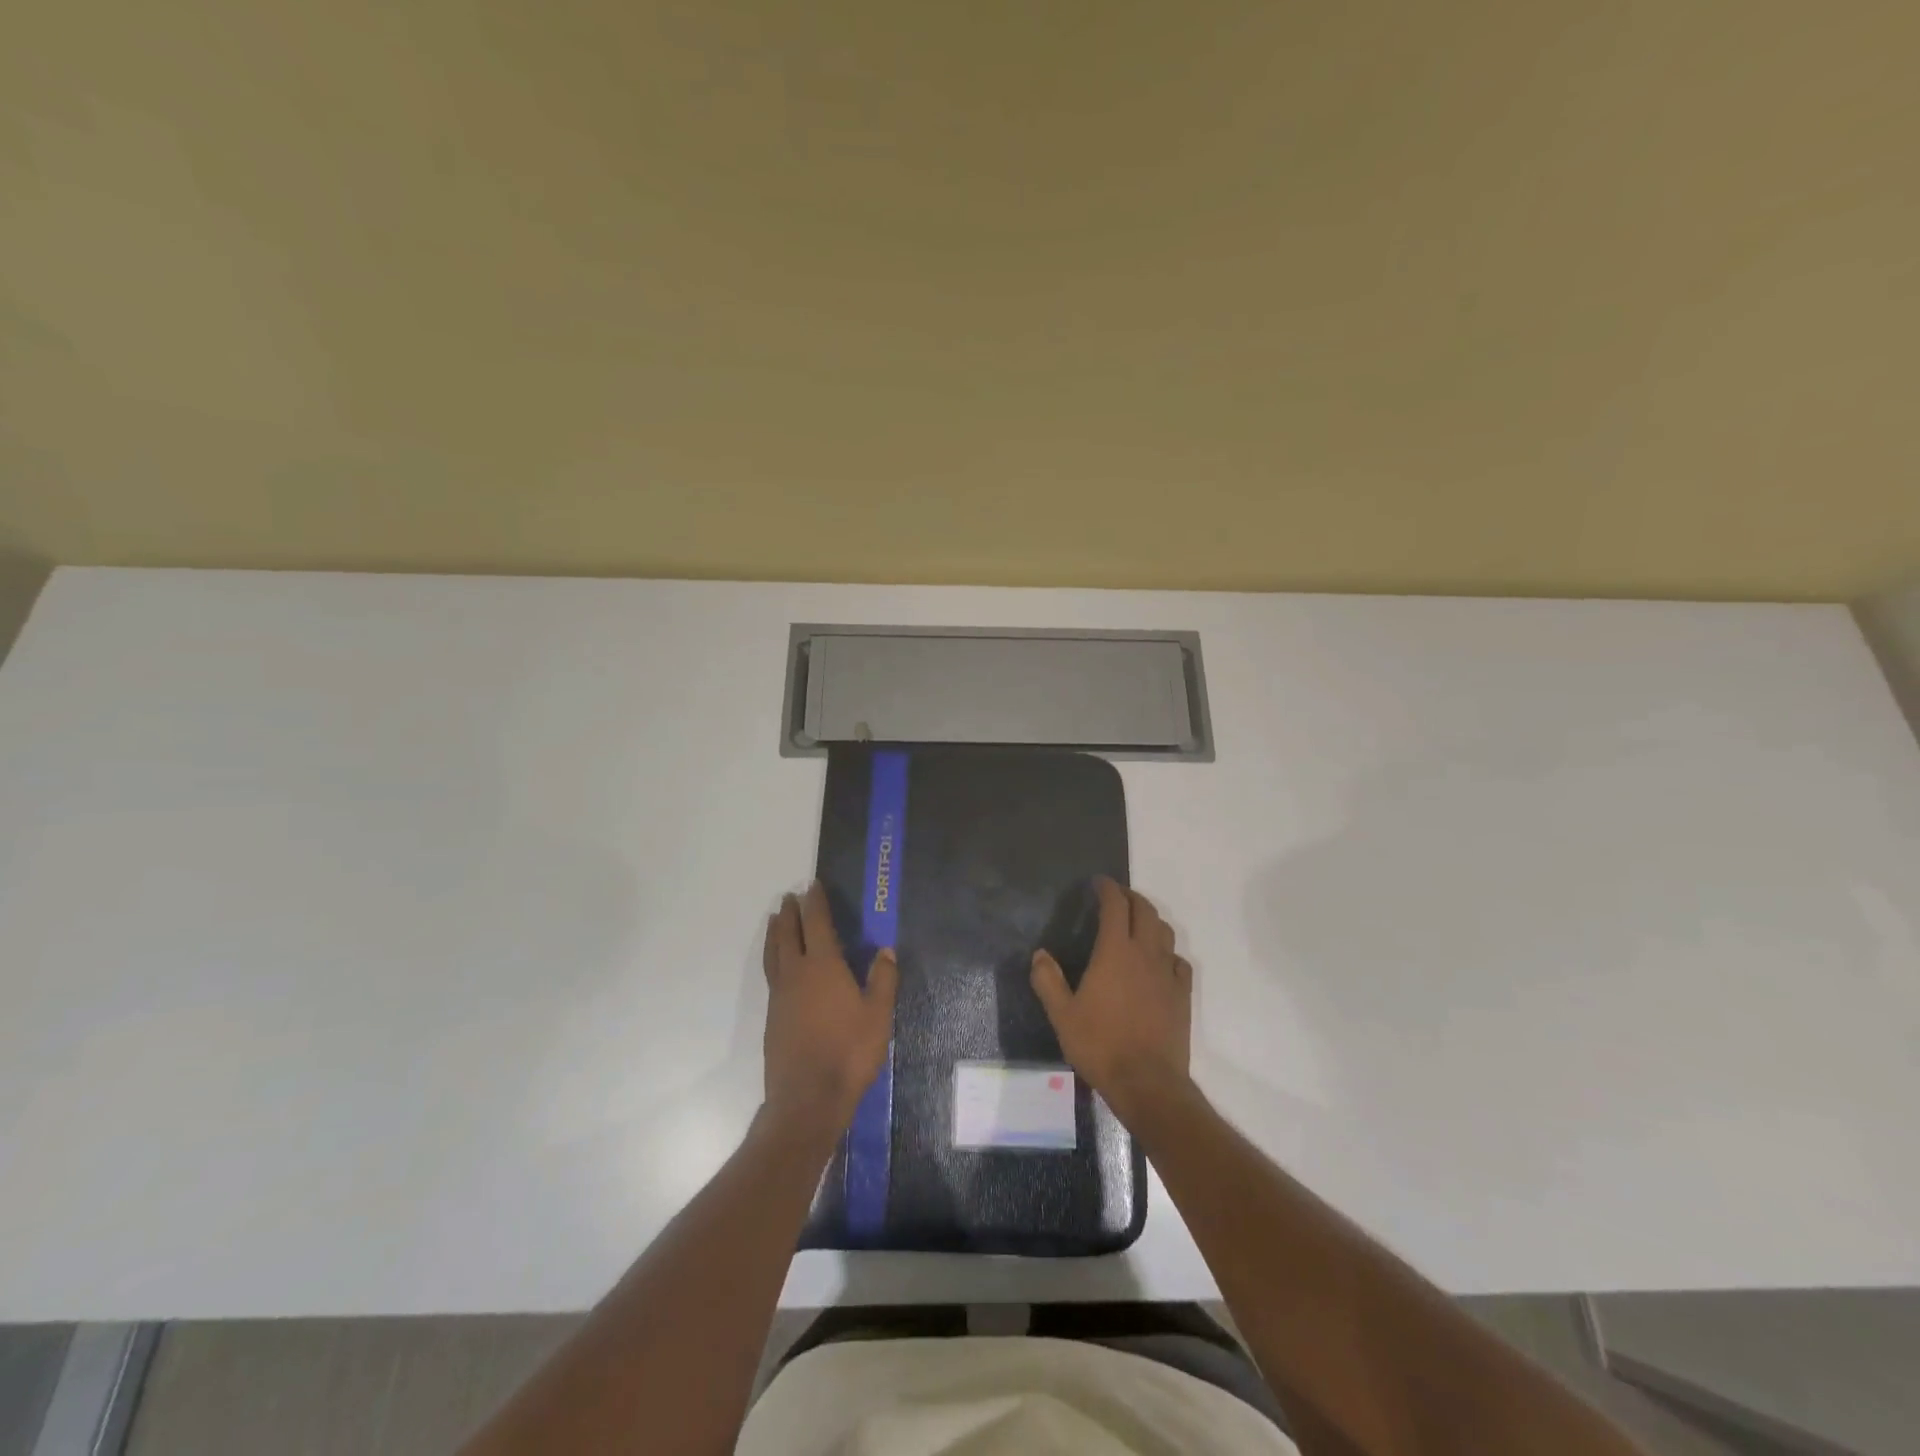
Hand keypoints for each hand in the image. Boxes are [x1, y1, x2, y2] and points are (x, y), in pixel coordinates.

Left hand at [761, 882, 898, 1137]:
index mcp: (823, 966)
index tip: (812, 885)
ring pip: (774, 954)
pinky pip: (772, 974)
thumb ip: (882, 980)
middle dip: (789, 914)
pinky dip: (773, 958)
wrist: (807, 1098)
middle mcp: (796, 973)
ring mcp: (780, 996)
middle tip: (789, 898)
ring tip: (774, 920)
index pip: (817, 924)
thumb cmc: (849, 1052)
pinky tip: (780, 965)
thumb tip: (885, 950)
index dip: (815, 903)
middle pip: (788, 934)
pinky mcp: (772, 1017)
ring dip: (775, 933)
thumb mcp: (878, 1015)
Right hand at [1031, 878, 1191, 1124]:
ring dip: (1151, 919)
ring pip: (1165, 932)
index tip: (1099, 882)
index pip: (1115, 906)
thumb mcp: (1062, 1015)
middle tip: (1117, 896)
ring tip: (1138, 923)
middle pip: (1145, 911)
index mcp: (1115, 952)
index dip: (1108, 889)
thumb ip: (1048, 981)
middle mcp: (1145, 954)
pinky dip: (1168, 953)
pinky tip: (1160, 962)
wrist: (1147, 1083)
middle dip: (1131, 897)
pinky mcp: (1182, 995)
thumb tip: (1040, 955)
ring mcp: (1167, 974)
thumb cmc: (1100, 1045)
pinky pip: (1179, 962)